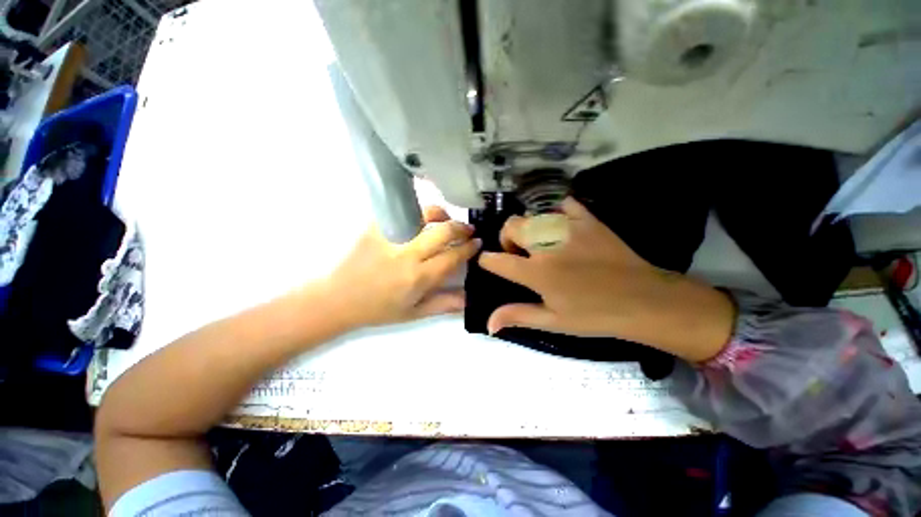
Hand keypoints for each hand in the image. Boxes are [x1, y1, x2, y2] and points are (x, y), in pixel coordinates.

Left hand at [322, 206, 480, 329]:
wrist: (338, 299)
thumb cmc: (378, 309)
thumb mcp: (414, 313)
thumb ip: (444, 304)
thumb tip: (470, 297)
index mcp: (418, 277)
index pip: (453, 256)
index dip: (469, 248)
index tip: (477, 243)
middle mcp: (407, 254)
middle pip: (443, 231)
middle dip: (461, 228)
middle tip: (468, 230)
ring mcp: (390, 237)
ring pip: (423, 214)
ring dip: (441, 214)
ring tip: (447, 219)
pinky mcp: (375, 227)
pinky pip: (401, 211)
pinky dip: (416, 212)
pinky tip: (421, 218)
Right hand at [478, 198, 733, 361]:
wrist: (643, 300)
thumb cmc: (594, 315)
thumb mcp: (553, 321)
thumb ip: (517, 316)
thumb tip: (488, 323)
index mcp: (536, 273)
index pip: (496, 260)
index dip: (487, 260)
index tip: (489, 262)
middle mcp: (546, 246)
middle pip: (510, 226)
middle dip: (507, 238)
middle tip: (519, 252)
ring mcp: (568, 229)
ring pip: (533, 215)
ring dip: (529, 228)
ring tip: (541, 243)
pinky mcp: (588, 220)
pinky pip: (563, 204)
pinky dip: (557, 213)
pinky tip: (562, 226)